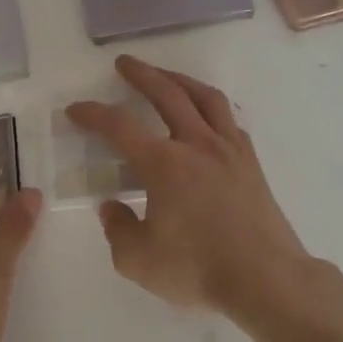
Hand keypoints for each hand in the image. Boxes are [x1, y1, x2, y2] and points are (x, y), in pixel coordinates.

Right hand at [67, 56, 312, 318]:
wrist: (266, 278)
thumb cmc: (199, 269)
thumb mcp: (139, 261)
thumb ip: (118, 229)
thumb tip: (112, 206)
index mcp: (164, 164)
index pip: (120, 127)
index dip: (93, 114)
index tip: (76, 109)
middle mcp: (196, 145)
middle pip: (167, 94)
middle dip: (142, 74)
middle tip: (124, 63)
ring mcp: (229, 150)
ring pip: (205, 98)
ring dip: (181, 80)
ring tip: (166, 75)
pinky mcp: (250, 163)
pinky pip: (229, 120)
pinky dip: (211, 108)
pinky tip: (206, 115)